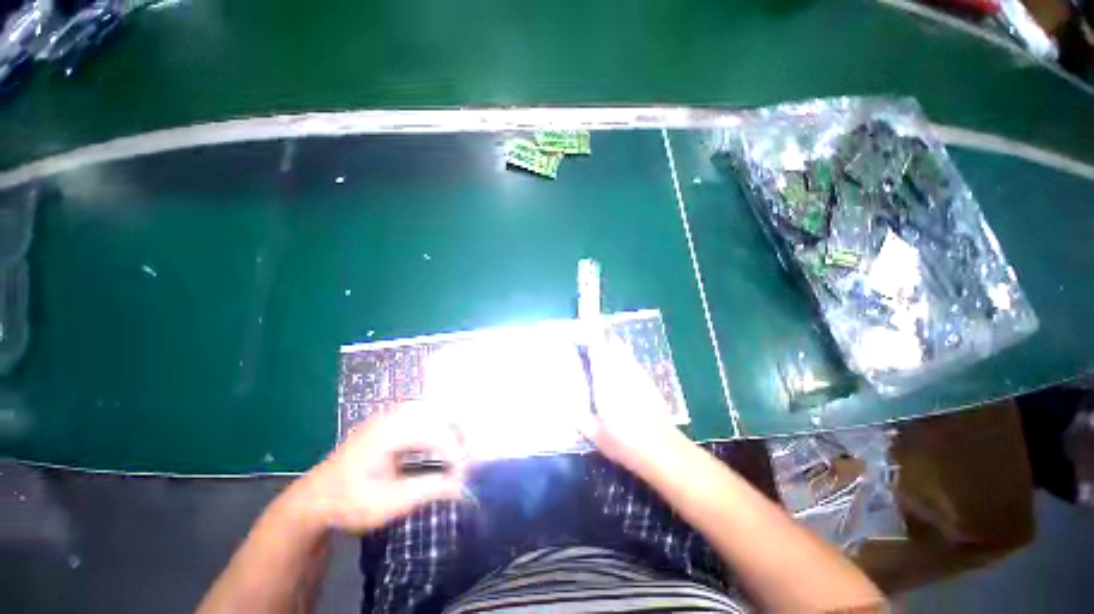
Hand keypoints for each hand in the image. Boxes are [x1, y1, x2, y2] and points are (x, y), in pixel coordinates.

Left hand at [294, 401, 468, 533]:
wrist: (315, 500)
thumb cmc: (349, 504)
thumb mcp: (388, 503)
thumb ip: (428, 490)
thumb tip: (463, 486)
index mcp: (387, 433)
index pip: (433, 433)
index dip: (453, 451)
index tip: (465, 473)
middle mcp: (391, 416)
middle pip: (437, 411)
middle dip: (457, 431)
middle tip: (467, 456)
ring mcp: (389, 416)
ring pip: (431, 409)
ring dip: (449, 426)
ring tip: (457, 450)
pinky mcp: (389, 421)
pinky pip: (422, 413)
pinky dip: (437, 425)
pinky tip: (440, 443)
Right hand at [577, 334, 687, 470]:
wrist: (662, 450)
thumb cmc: (624, 442)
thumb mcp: (595, 435)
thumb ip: (580, 419)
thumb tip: (568, 408)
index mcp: (606, 381)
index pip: (597, 351)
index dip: (589, 339)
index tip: (579, 334)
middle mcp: (622, 372)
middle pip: (612, 344)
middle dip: (601, 337)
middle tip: (590, 338)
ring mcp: (638, 375)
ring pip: (624, 351)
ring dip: (613, 346)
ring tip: (603, 348)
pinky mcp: (649, 381)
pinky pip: (633, 362)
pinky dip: (624, 359)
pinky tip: (621, 369)